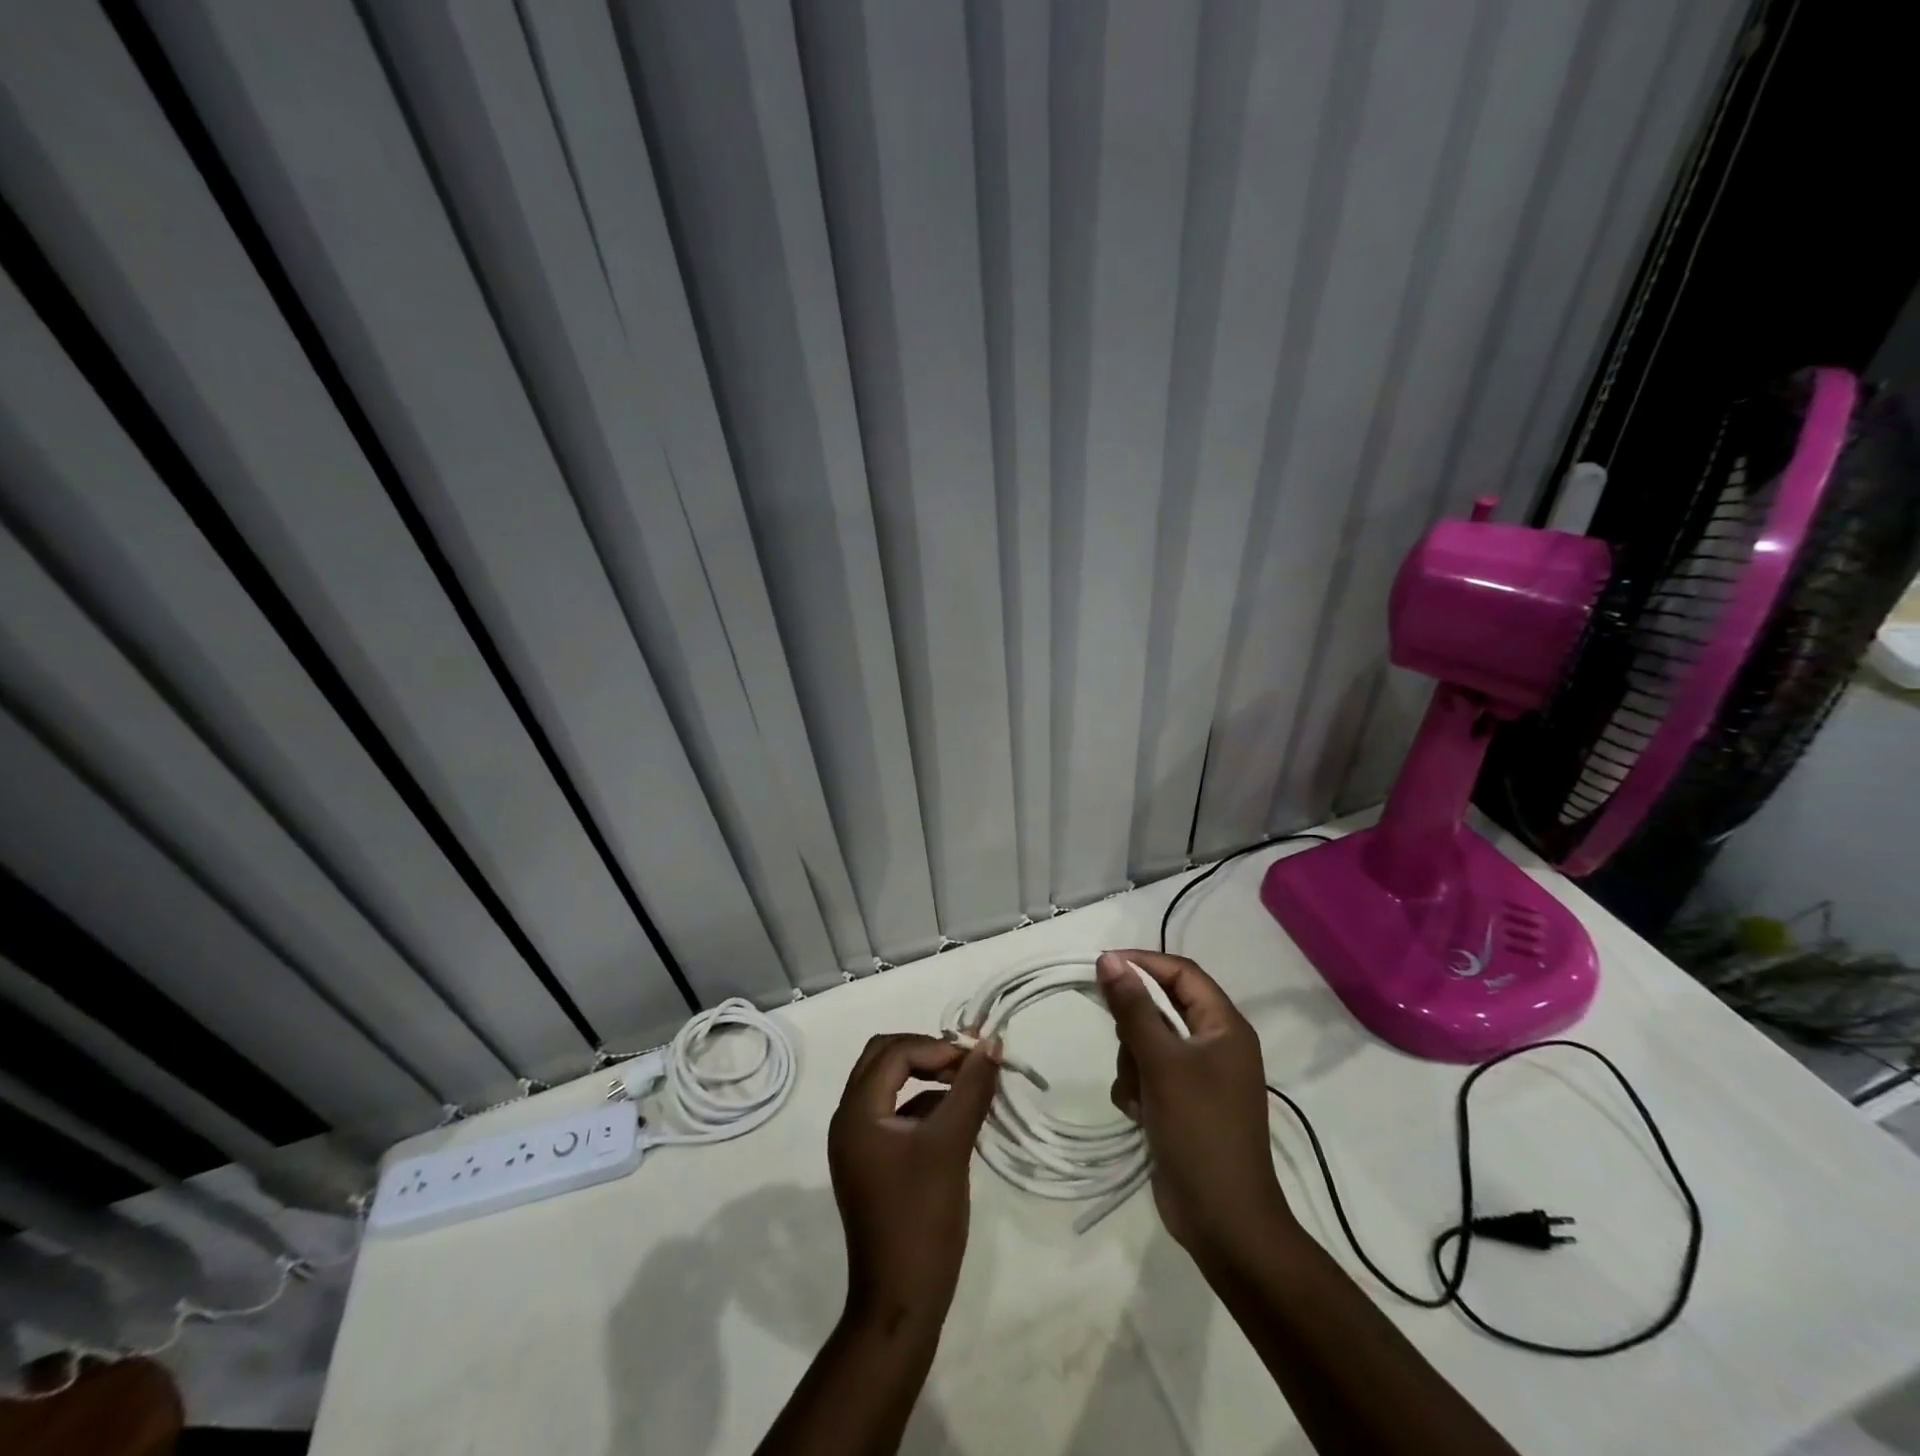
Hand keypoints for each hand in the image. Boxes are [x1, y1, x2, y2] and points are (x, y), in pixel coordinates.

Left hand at [827, 1033, 1000, 1336]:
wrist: (901, 1302)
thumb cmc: (922, 1218)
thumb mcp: (951, 1145)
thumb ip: (970, 1089)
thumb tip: (990, 1043)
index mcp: (857, 1112)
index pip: (894, 1052)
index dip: (936, 1047)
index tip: (975, 1060)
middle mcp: (849, 1119)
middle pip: (884, 1059)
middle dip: (927, 1053)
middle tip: (967, 1064)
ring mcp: (858, 1143)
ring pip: (889, 1085)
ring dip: (926, 1077)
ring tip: (968, 1087)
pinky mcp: (871, 1163)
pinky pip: (895, 1114)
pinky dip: (923, 1105)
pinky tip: (956, 1120)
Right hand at [1097, 950, 1291, 1259]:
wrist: (1223, 1222)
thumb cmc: (1200, 1131)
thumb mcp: (1162, 1063)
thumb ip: (1133, 1008)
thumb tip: (1109, 959)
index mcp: (1225, 1027)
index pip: (1181, 973)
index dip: (1143, 963)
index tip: (1102, 966)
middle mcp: (1215, 1045)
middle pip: (1161, 1008)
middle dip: (1135, 1027)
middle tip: (1126, 1046)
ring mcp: (1200, 1077)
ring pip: (1148, 1042)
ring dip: (1133, 1064)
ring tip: (1139, 1095)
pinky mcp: (1182, 1104)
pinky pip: (1148, 1075)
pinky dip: (1137, 1089)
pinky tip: (1138, 1114)